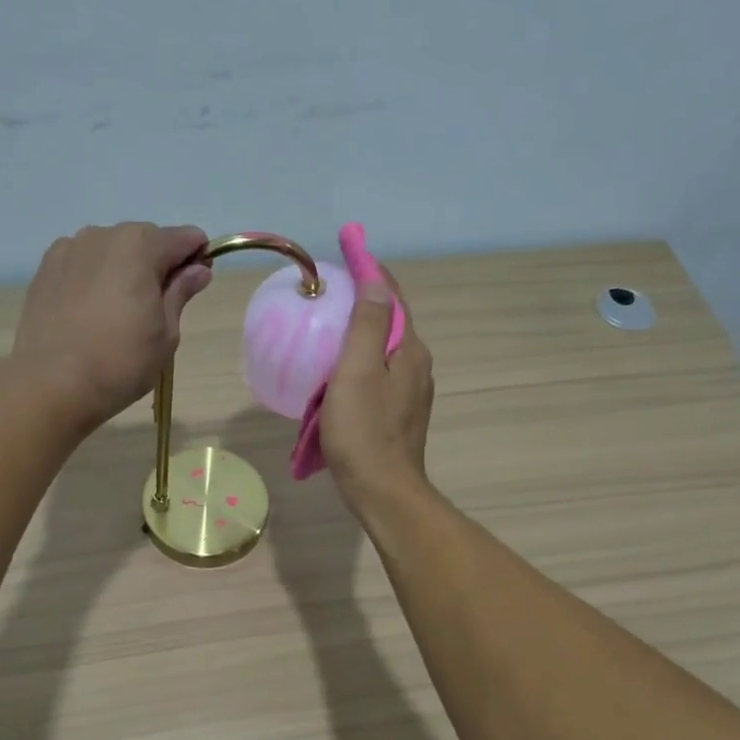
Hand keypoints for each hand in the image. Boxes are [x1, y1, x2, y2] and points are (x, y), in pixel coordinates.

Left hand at [4, 222, 213, 430]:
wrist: (51, 384)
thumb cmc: (121, 363)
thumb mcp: (166, 334)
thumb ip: (181, 293)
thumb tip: (198, 270)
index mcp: (140, 246)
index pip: (184, 238)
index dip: (196, 258)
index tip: (195, 286)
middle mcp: (103, 235)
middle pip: (145, 240)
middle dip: (157, 264)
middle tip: (156, 309)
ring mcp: (69, 248)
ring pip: (111, 251)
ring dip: (123, 270)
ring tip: (119, 313)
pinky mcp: (45, 269)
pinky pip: (82, 263)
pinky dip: (94, 278)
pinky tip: (90, 312)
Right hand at [320, 268, 434, 513]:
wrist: (382, 492)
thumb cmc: (363, 431)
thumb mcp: (358, 372)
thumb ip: (367, 324)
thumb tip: (376, 279)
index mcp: (410, 351)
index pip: (392, 298)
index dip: (371, 271)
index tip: (348, 247)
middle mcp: (416, 367)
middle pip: (387, 324)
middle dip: (361, 304)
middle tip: (327, 294)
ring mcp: (408, 394)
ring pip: (380, 354)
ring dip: (356, 339)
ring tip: (323, 334)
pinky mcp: (396, 417)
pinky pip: (374, 379)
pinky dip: (353, 368)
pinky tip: (331, 378)